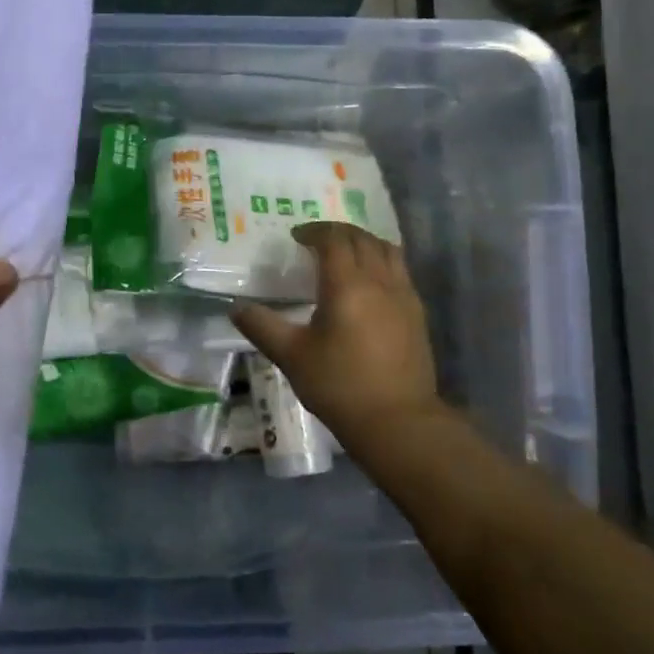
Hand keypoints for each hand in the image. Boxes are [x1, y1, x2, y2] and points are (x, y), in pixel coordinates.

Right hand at [231, 222, 444, 449]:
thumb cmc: (339, 385)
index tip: (297, 237)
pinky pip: (400, 271)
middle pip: (362, 239)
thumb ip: (262, 326)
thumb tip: (236, 308)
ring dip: (364, 243)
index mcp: (347, 285)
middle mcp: (379, 281)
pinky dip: (382, 262)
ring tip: (346, 254)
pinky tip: (370, 283)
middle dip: (338, 232)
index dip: (314, 232)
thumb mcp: (291, 356)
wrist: (398, 421)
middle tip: (317, 240)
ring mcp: (404, 296)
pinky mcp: (417, 314)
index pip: (334, 240)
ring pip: (387, 251)